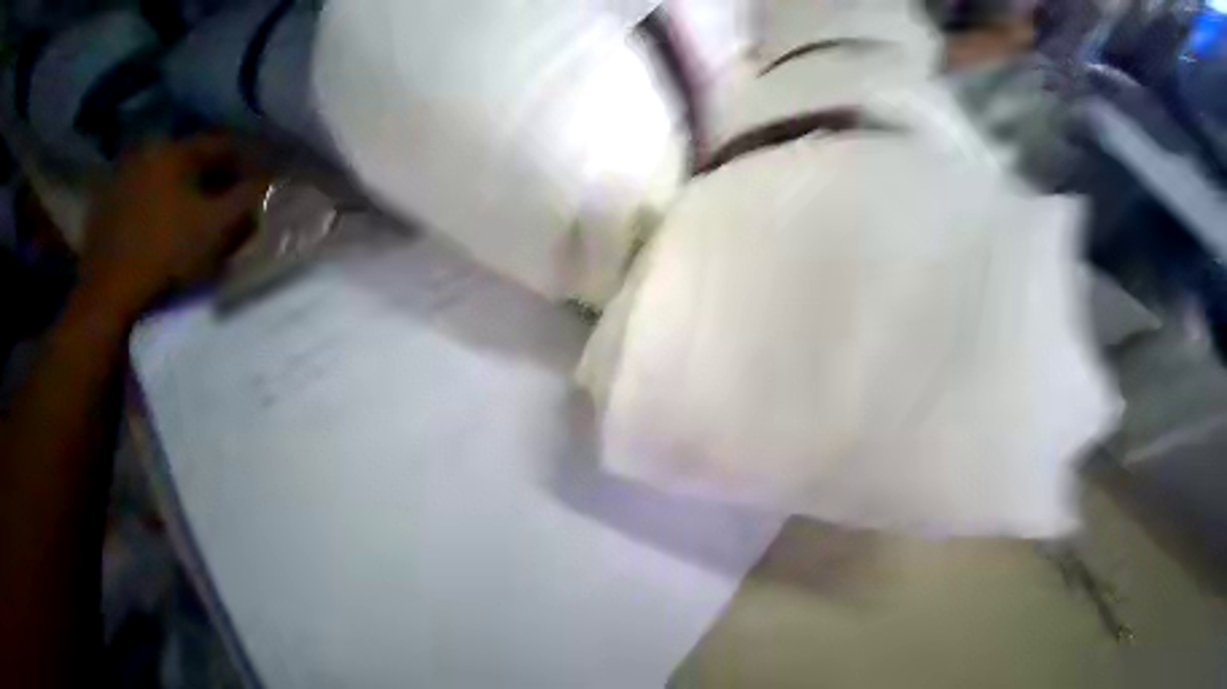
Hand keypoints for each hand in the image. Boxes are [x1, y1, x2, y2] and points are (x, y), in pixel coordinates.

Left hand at [79, 134, 269, 317]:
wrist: (114, 286)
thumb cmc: (174, 249)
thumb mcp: (224, 222)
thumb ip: (251, 193)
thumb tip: (270, 176)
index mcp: (171, 152)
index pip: (223, 144)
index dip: (253, 159)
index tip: (271, 177)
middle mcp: (143, 152)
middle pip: (196, 156)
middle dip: (224, 173)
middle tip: (245, 195)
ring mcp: (122, 174)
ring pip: (174, 172)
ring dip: (198, 185)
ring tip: (215, 207)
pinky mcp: (110, 198)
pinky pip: (153, 186)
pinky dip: (173, 195)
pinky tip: (182, 216)